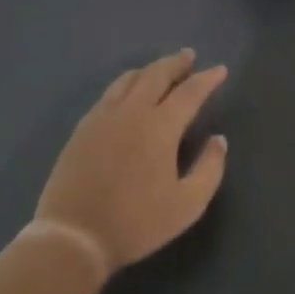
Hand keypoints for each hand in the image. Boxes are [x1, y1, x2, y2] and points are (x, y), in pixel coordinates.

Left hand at [34, 48, 228, 275]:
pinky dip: (126, 84)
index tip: (220, 70)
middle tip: (189, 56)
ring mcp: (102, 117)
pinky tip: (128, 93)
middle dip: (176, 63)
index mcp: (160, 127)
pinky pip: (109, 94)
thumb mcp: (188, 205)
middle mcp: (131, 112)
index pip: (189, 92)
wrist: (74, 236)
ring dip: (149, 70)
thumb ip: (210, 168)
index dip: (207, 79)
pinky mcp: (82, 128)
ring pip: (128, 79)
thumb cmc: (137, 223)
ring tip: (161, 70)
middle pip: (156, 74)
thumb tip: (218, 140)